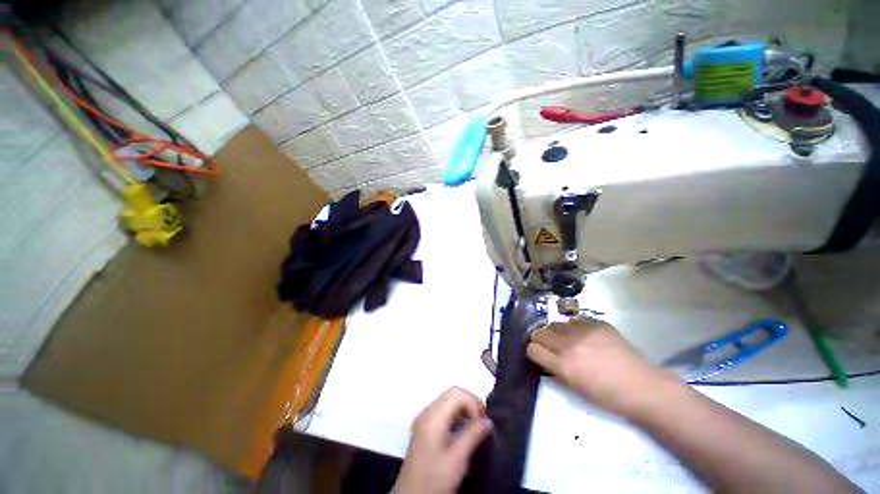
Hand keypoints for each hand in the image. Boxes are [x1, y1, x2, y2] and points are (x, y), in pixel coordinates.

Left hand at [396, 387, 492, 493]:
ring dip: (463, 409)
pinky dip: (455, 416)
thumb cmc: (435, 478)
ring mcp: (423, 419)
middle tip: (482, 421)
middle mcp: (426, 412)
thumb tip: (488, 421)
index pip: (456, 393)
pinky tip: (462, 431)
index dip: (473, 402)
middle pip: (451, 394)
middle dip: (469, 403)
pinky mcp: (423, 428)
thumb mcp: (458, 458)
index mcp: (433, 416)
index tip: (483, 420)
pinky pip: (442, 411)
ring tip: (475, 427)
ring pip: (447, 401)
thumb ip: (474, 435)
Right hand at [527, 317, 679, 418]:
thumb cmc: (609, 396)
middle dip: (540, 339)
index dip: (533, 351)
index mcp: (564, 366)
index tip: (538, 354)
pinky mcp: (597, 323)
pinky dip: (573, 326)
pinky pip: (574, 319)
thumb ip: (556, 371)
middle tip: (548, 345)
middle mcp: (569, 345)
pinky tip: (582, 334)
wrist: (643, 386)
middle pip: (539, 332)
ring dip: (555, 331)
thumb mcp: (576, 389)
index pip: (533, 349)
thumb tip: (545, 359)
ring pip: (554, 323)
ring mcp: (583, 331)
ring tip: (565, 339)